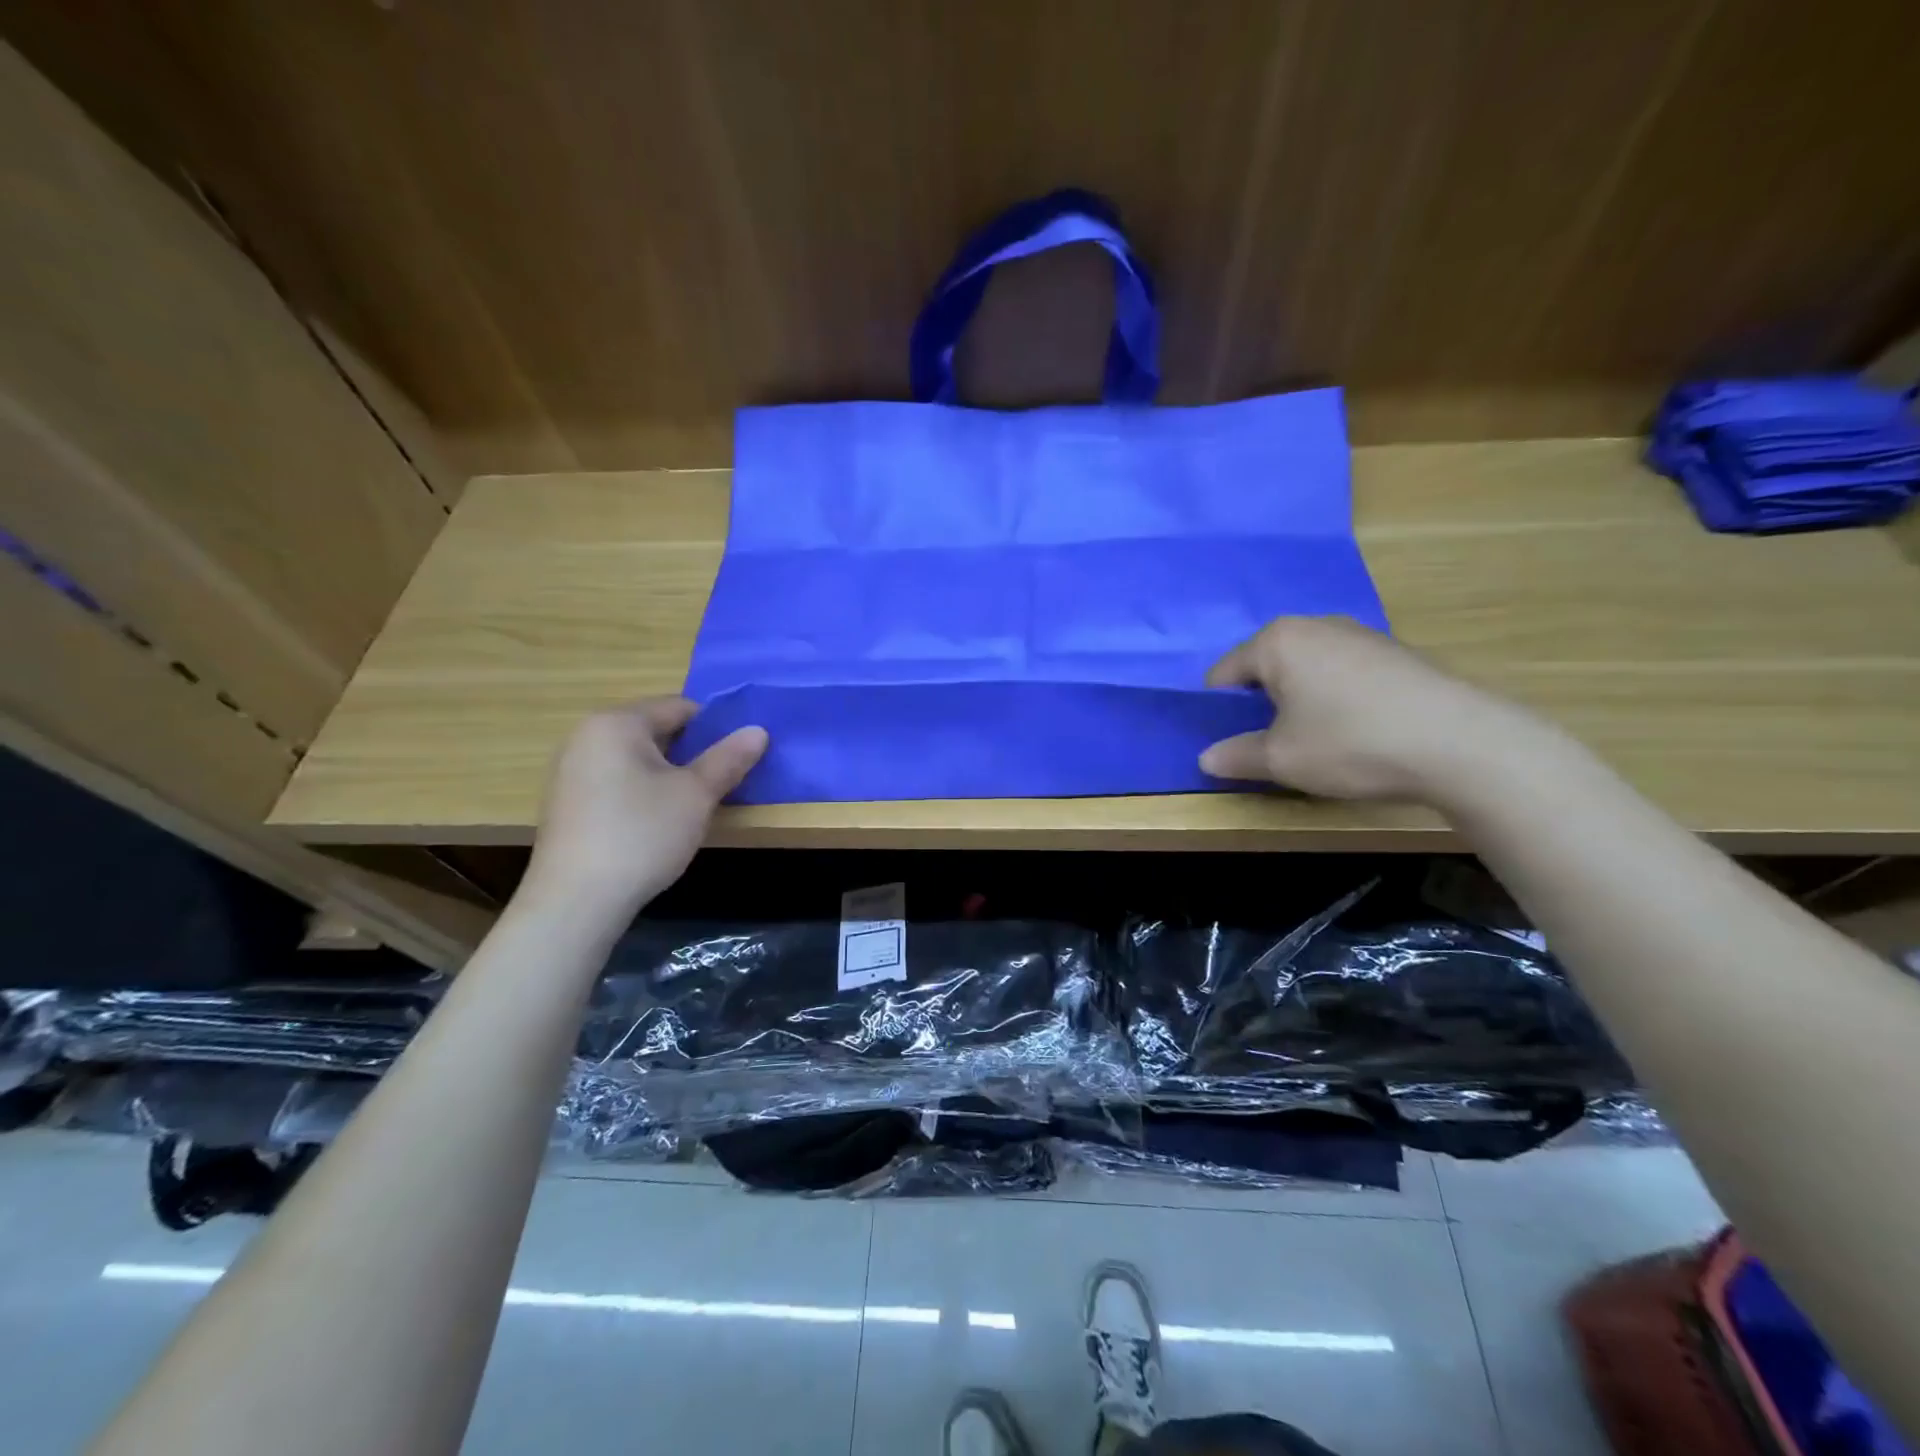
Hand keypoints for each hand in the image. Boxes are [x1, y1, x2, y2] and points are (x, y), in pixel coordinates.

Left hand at [520, 697, 766, 924]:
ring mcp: (570, 770)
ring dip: (668, 773)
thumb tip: (759, 730)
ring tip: (691, 806)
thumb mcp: (696, 795)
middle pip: (655, 730)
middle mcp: (586, 736)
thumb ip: (728, 759)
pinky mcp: (566, 802)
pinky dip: (641, 791)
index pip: (679, 706)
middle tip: (719, 782)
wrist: (576, 901)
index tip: (737, 756)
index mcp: (617, 723)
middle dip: (691, 752)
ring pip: (636, 758)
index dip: (715, 727)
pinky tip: (654, 824)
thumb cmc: (642, 835)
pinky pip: (615, 780)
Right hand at [1198, 616, 1539, 800]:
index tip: (1234, 742)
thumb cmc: (1350, 743)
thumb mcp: (1281, 760)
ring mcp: (1360, 634)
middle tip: (1275, 743)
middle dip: (1262, 702)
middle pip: (1266, 666)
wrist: (1461, 743)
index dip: (1220, 711)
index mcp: (1277, 641)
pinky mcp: (1395, 651)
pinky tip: (1358, 729)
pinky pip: (1343, 672)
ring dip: (1300, 699)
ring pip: (1306, 668)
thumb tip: (1206, 758)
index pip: (1224, 673)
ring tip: (1319, 738)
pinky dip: (1336, 696)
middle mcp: (1315, 625)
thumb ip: (1237, 756)